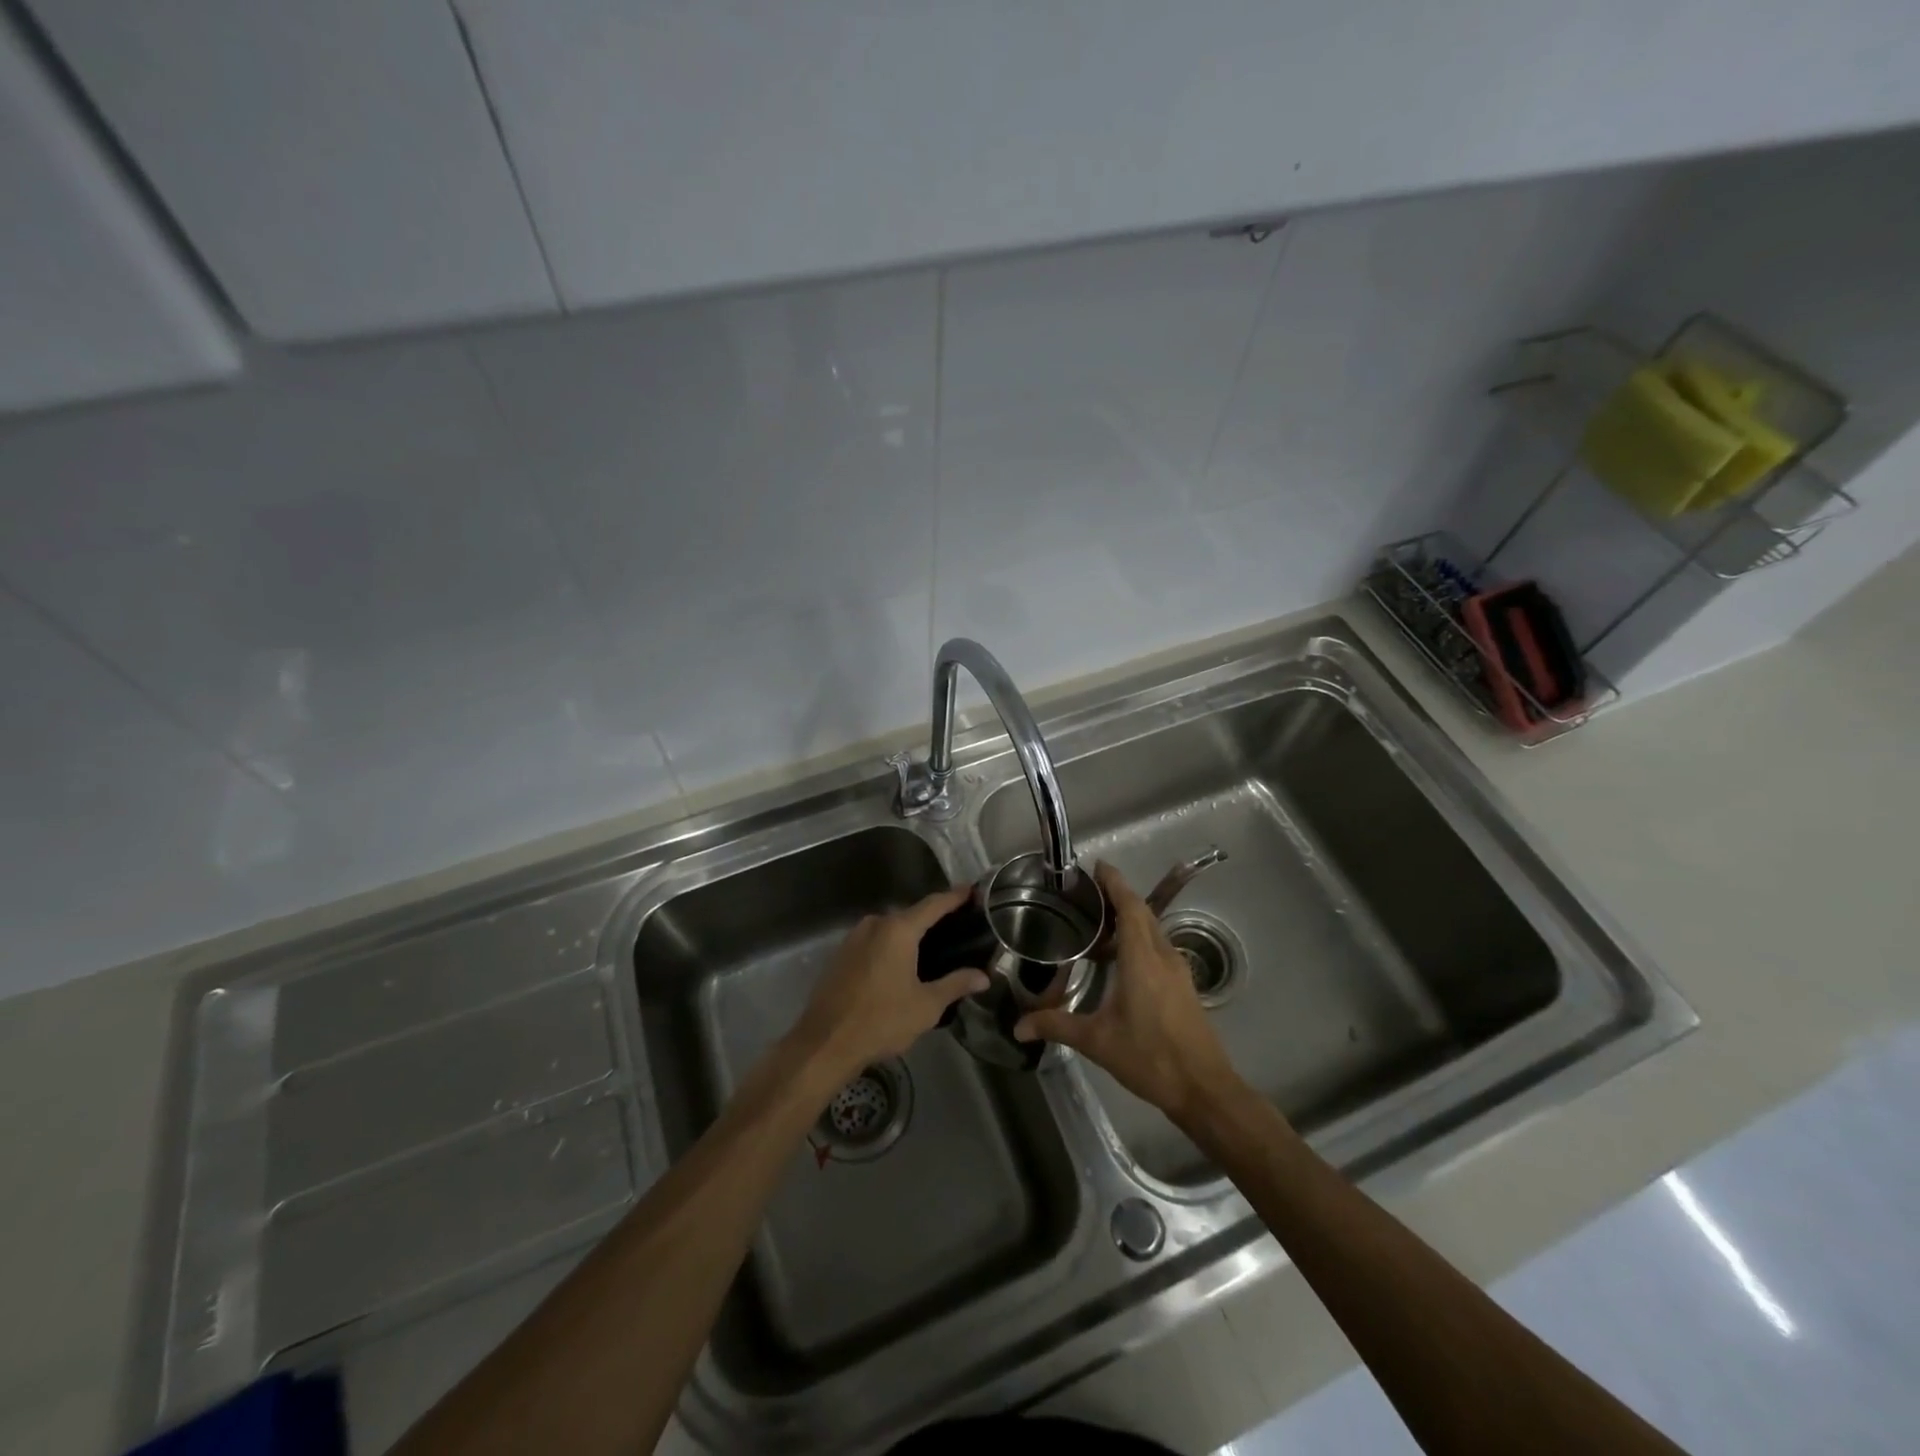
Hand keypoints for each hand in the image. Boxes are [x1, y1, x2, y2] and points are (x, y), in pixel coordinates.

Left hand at [789, 885, 987, 1083]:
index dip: (955, 897)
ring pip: (890, 929)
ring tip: (933, 948)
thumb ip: (956, 984)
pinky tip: (901, 965)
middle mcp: (875, 924)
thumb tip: (983, 976)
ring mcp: (854, 937)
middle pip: (911, 915)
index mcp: (898, 930)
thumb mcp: (926, 1005)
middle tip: (957, 928)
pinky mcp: (841, 954)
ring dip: (910, 935)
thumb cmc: (881, 1020)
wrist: (825, 1043)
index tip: (972, 891)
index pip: (933, 904)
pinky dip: (890, 946)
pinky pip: (874, 941)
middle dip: (933, 919)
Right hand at [1014, 862, 1240, 1123]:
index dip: (1115, 883)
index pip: (1130, 907)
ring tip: (1099, 921)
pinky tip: (1120, 958)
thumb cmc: (1150, 1058)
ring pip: (1153, 930)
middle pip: (1143, 913)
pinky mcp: (1184, 986)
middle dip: (1119, 896)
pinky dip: (1139, 938)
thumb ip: (1057, 1026)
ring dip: (1130, 918)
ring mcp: (1178, 970)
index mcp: (1142, 959)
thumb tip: (1018, 1027)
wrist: (1204, 1089)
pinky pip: (1159, 947)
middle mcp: (1163, 956)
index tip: (1098, 866)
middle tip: (1089, 892)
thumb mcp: (1098, 1042)